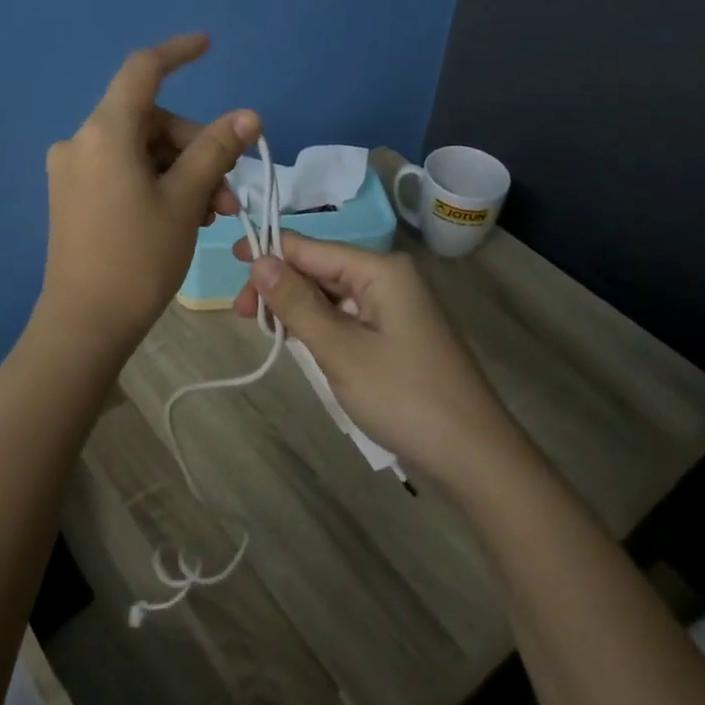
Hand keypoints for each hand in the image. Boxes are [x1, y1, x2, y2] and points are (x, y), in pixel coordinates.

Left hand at [40, 33, 259, 351]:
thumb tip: (248, 115)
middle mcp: (81, 141)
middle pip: (151, 120)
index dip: (177, 53)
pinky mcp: (72, 195)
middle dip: (196, 148)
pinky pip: (122, 171)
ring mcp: (73, 170)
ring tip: (211, 215)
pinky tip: (182, 217)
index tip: (208, 45)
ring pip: (140, 150)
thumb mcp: (186, 200)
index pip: (142, 71)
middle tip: (228, 193)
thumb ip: (216, 150)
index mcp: (104, 132)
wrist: (84, 325)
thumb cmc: (138, 258)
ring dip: (181, 172)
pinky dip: (156, 183)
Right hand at [233, 232, 511, 479]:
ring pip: (333, 295)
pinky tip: (301, 343)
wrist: (475, 455)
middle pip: (321, 269)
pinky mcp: (399, 334)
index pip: (312, 248)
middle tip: (242, 316)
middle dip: (281, 287)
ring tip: (268, 332)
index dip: (270, 252)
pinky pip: (349, 317)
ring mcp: (397, 307)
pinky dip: (322, 328)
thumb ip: (297, 303)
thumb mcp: (340, 350)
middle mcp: (390, 278)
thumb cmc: (404, 396)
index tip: (229, 264)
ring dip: (299, 310)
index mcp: (380, 270)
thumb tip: (260, 260)